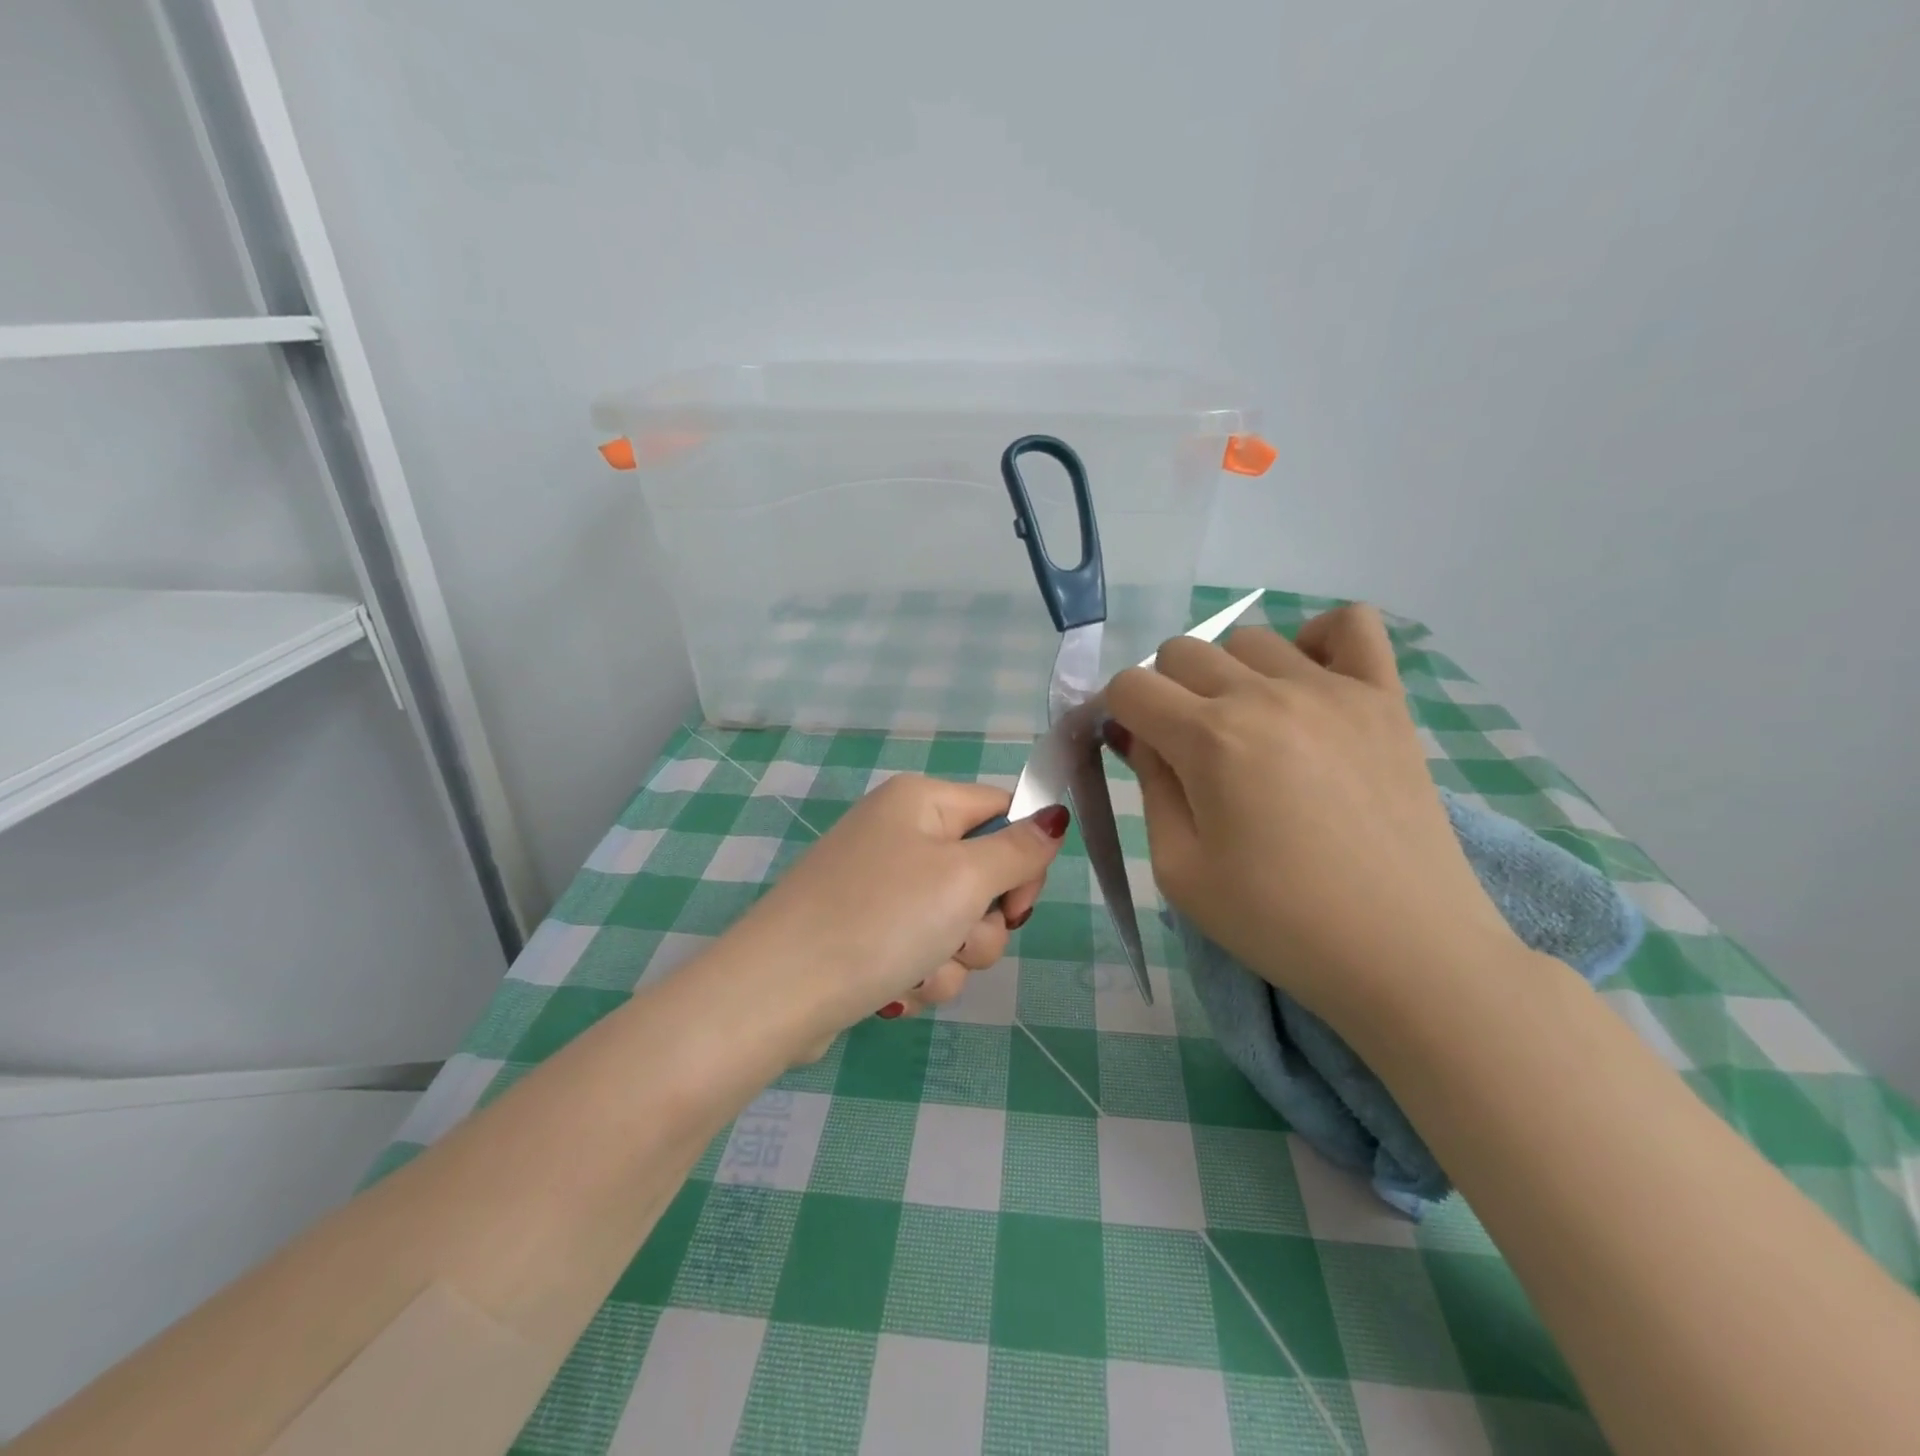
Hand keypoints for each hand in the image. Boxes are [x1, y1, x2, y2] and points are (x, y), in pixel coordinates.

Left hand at [728, 774, 1067, 1053]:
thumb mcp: (963, 878)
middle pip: (983, 877)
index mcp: (922, 802)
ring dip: (951, 960)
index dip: (1023, 861)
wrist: (778, 992)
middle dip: (980, 926)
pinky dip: (919, 976)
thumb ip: (1019, 849)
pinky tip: (891, 989)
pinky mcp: (867, 933)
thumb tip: (1055, 815)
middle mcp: (900, 835)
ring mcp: (880, 887)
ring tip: (914, 971)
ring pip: (957, 926)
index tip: (1016, 907)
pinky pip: (923, 952)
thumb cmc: (879, 919)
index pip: (1005, 811)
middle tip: (954, 939)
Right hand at [1105, 605, 1516, 1028]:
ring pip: (1249, 639)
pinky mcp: (1385, 698)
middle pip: (1181, 653)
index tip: (1137, 753)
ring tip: (1251, 730)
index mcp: (1209, 740)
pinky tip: (1309, 685)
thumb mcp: (1180, 870)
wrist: (1406, 953)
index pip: (1131, 687)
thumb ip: (1150, 788)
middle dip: (1165, 695)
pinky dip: (1317, 640)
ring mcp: (1332, 689)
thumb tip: (1139, 736)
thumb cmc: (1278, 922)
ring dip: (1230, 675)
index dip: (1119, 716)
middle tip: (1189, 753)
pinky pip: (1350, 623)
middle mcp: (1265, 695)